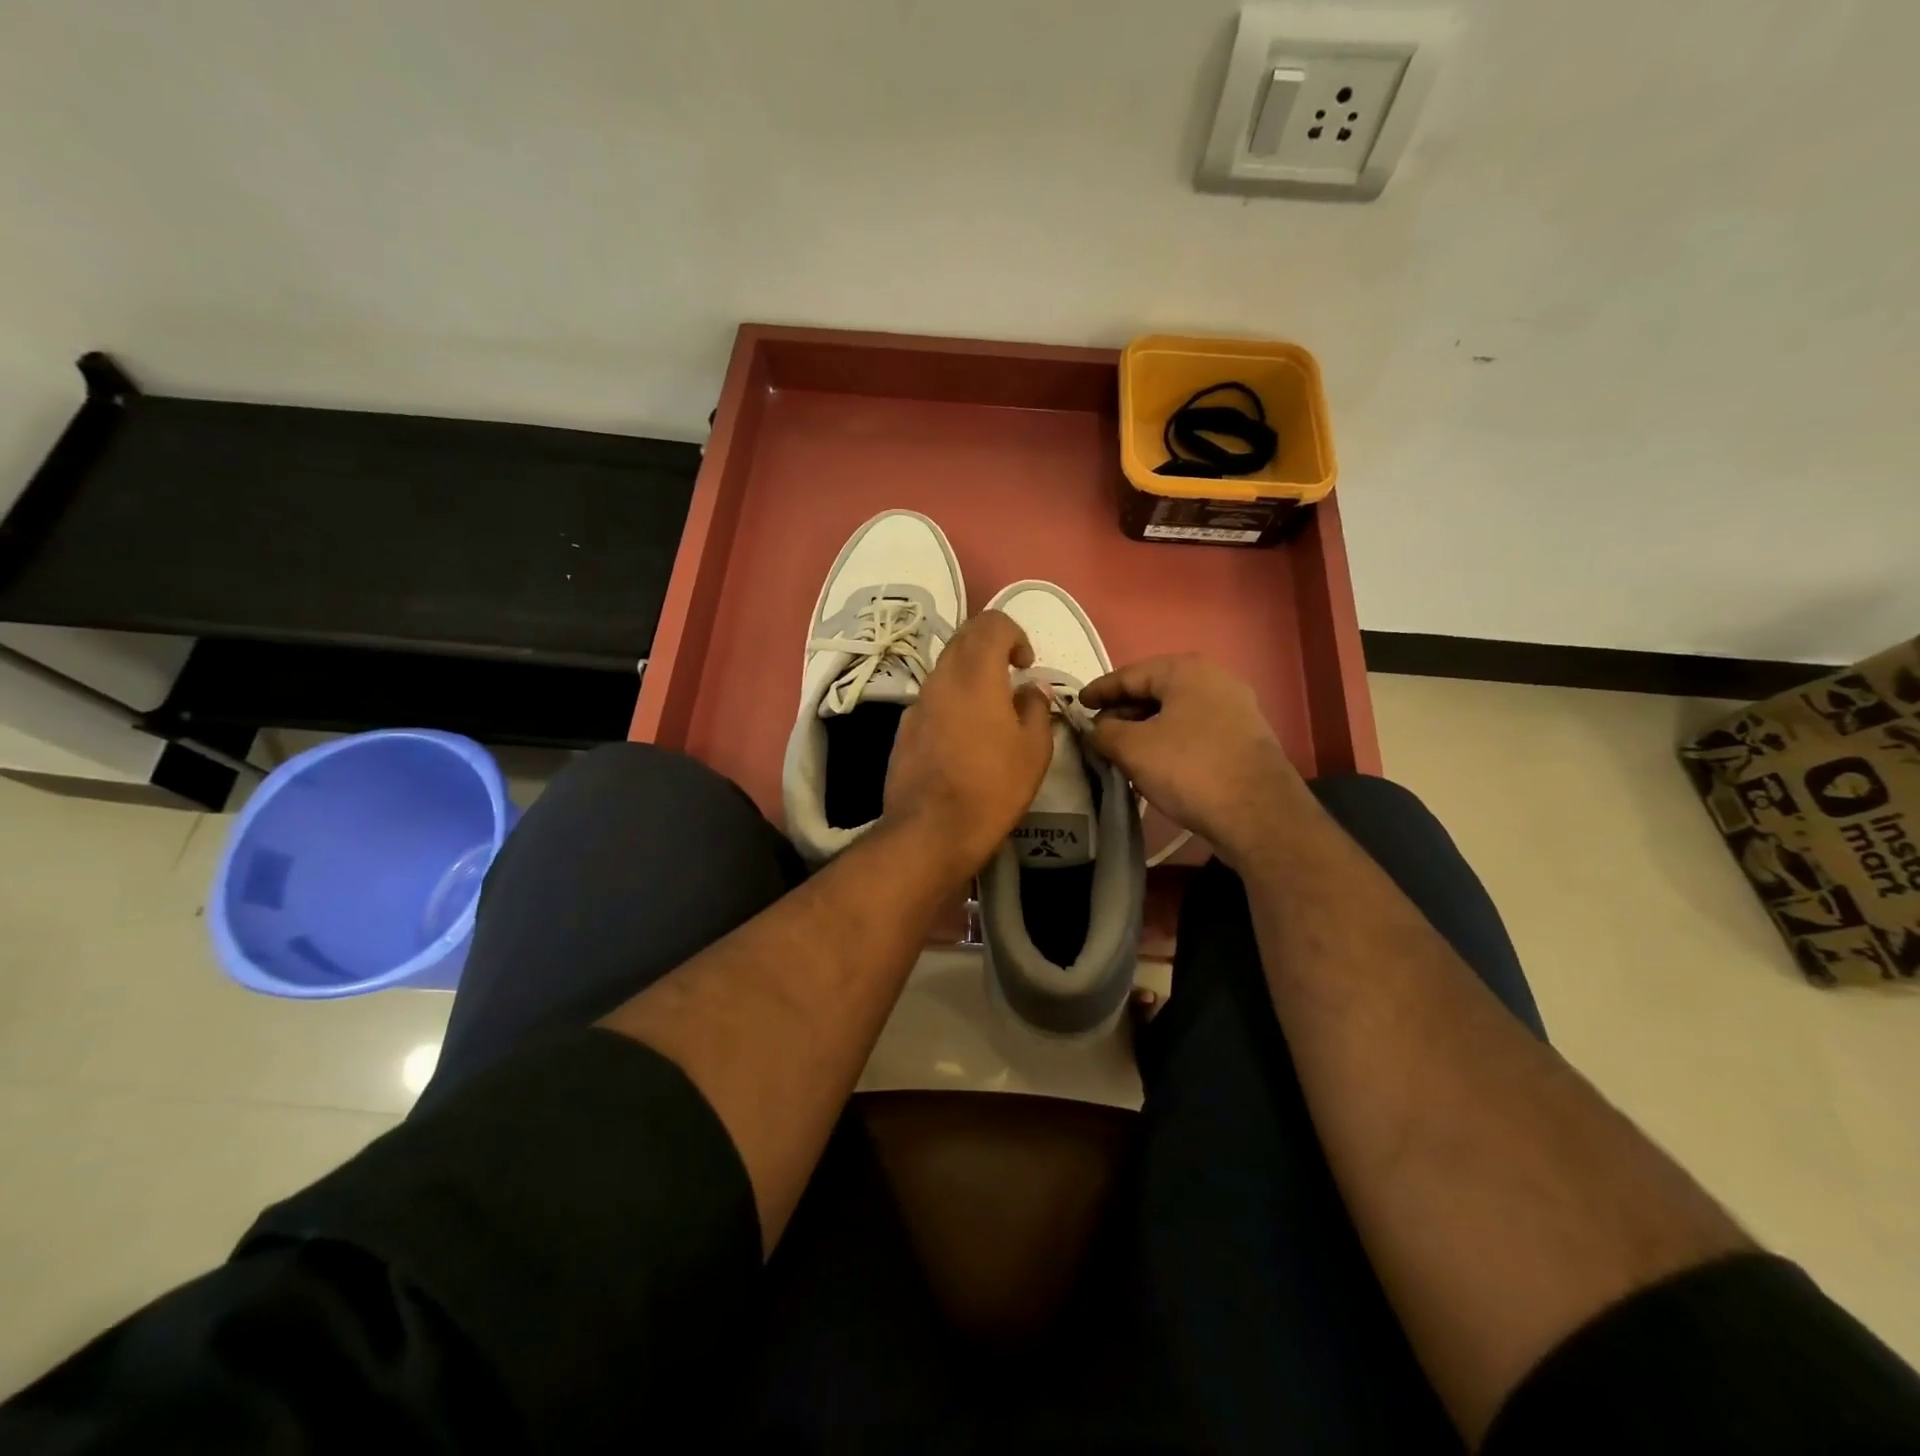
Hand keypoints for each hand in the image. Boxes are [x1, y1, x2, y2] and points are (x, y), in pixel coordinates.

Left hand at [883, 610, 1053, 880]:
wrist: (930, 830)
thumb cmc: (992, 787)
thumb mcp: (1034, 750)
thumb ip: (1036, 708)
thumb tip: (1031, 689)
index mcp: (975, 674)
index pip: (991, 623)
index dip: (1014, 633)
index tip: (1026, 663)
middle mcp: (941, 678)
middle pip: (963, 638)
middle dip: (991, 645)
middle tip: (1011, 674)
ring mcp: (917, 703)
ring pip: (945, 668)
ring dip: (970, 673)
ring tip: (991, 708)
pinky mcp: (904, 728)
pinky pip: (932, 698)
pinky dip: (952, 700)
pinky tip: (964, 736)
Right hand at [1082, 653, 1305, 869]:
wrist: (1258, 814)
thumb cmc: (1189, 769)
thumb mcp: (1132, 748)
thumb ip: (1104, 732)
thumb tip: (1096, 729)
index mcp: (1186, 670)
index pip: (1129, 674)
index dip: (1099, 690)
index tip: (1077, 705)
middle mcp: (1215, 680)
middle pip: (1155, 691)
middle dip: (1123, 711)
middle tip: (1097, 733)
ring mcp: (1235, 709)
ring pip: (1175, 713)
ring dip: (1145, 729)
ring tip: (1120, 750)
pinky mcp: (1244, 739)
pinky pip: (1194, 731)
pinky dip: (1168, 741)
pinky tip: (1153, 763)